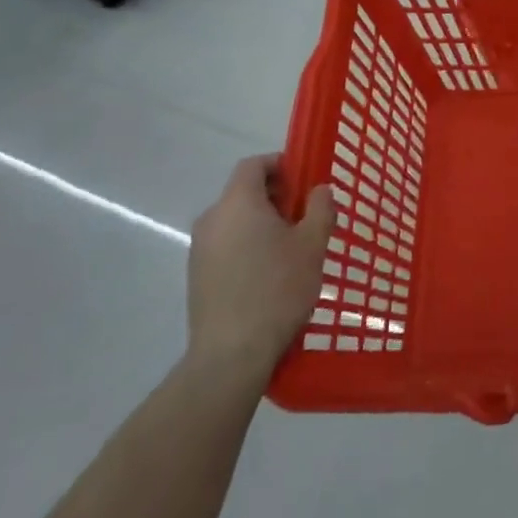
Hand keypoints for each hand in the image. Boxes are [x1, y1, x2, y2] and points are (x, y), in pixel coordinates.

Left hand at [187, 153, 335, 384]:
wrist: (231, 353)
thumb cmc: (277, 289)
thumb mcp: (312, 245)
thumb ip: (320, 209)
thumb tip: (320, 189)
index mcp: (238, 202)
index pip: (253, 164)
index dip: (280, 164)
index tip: (304, 180)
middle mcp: (212, 218)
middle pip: (244, 192)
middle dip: (276, 196)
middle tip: (305, 216)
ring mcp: (199, 249)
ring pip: (235, 220)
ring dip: (262, 223)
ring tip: (291, 248)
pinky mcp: (197, 276)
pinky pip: (226, 245)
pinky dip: (247, 245)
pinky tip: (269, 274)